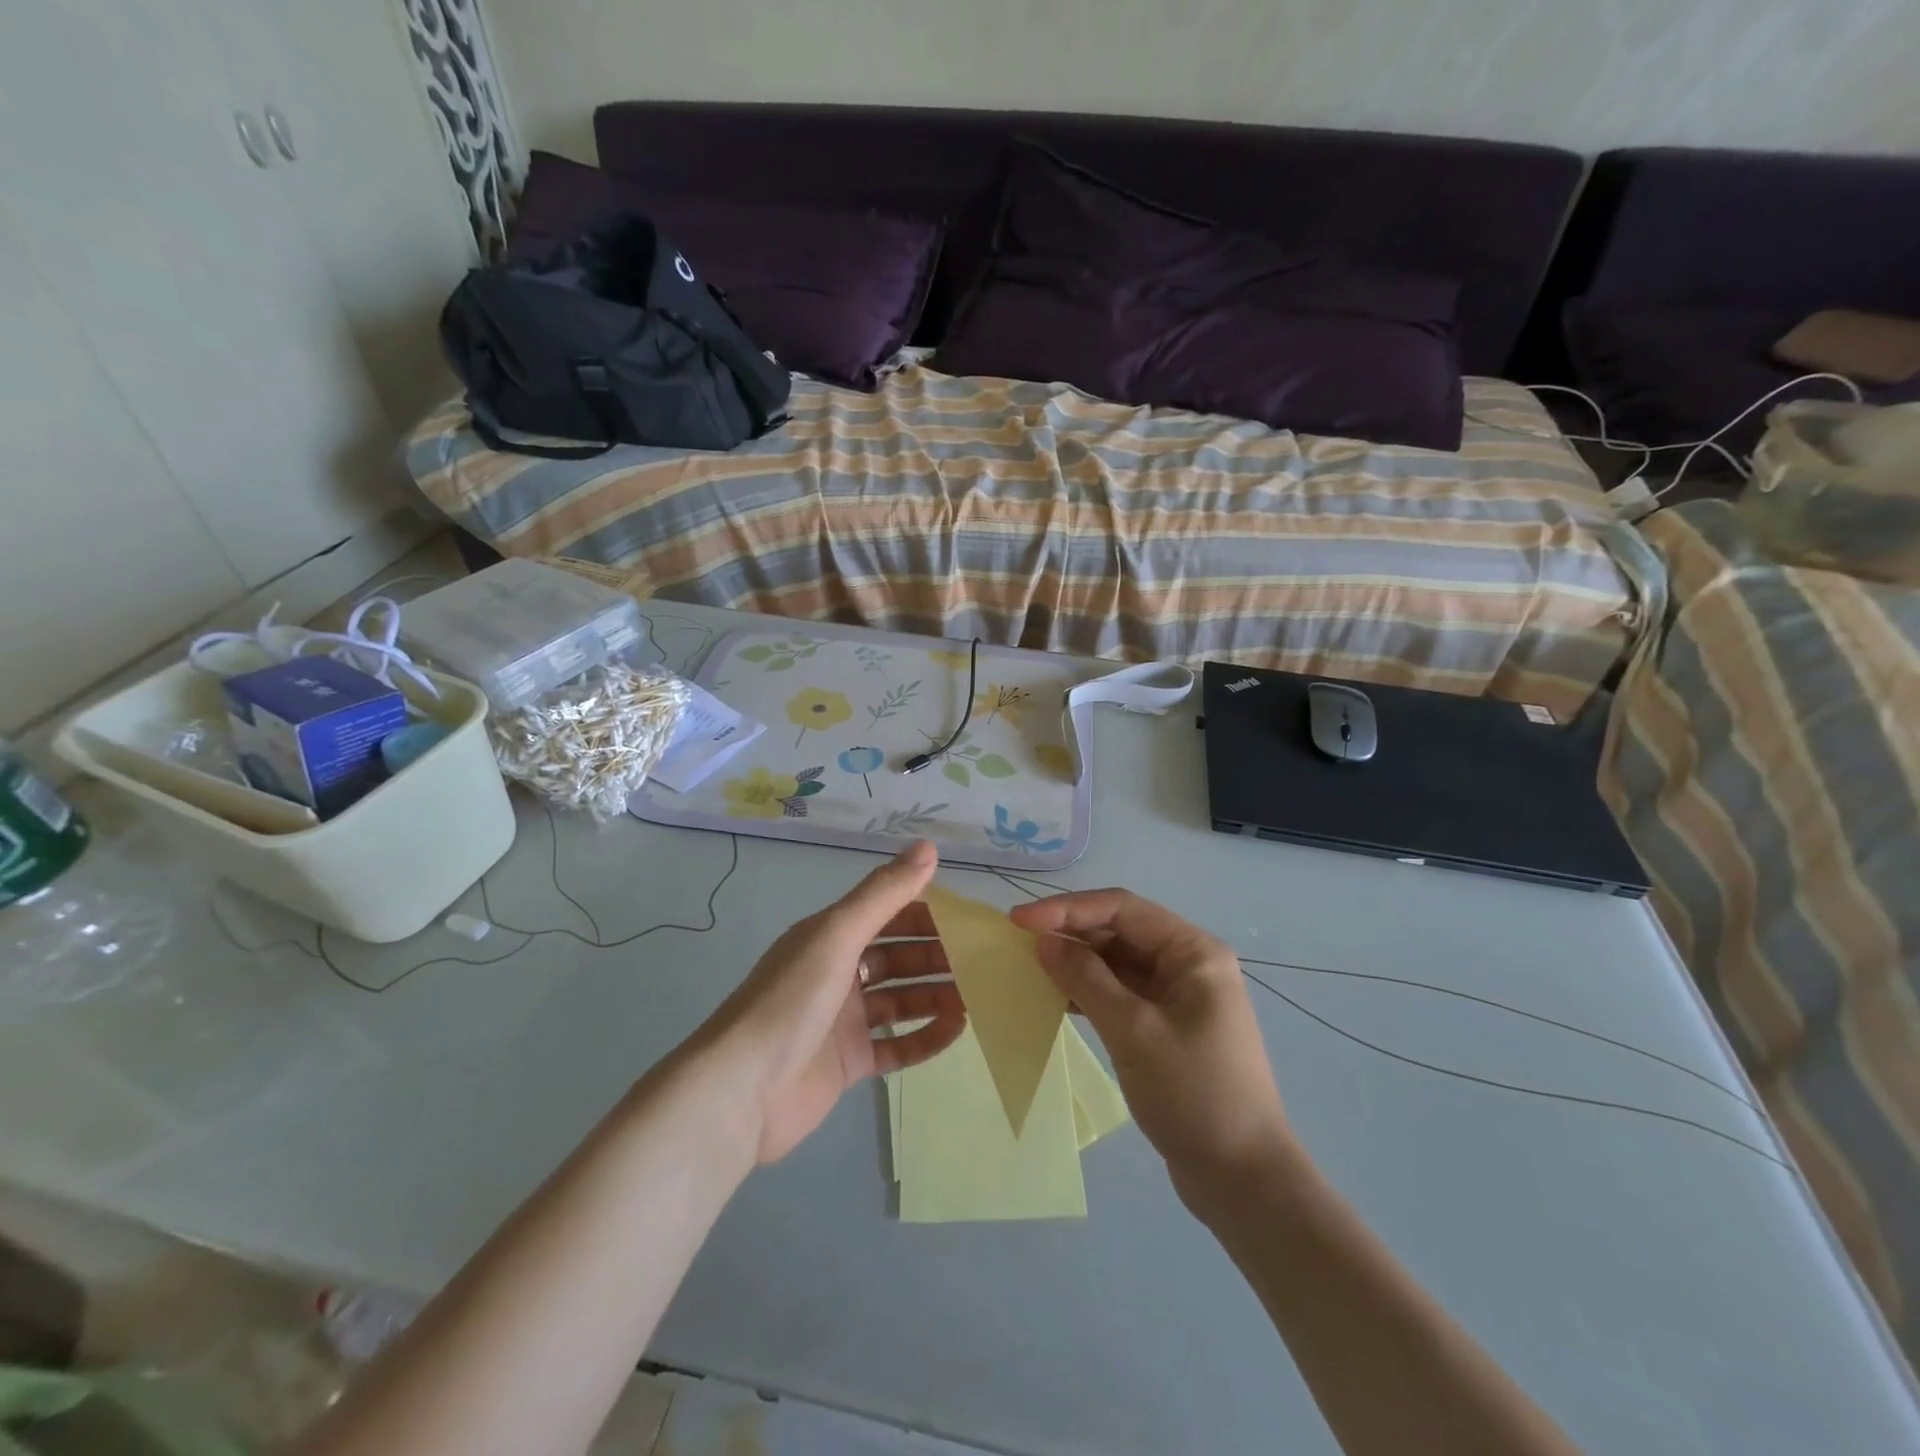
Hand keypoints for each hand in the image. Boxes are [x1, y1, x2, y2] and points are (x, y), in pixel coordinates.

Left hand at [706, 841, 965, 1163]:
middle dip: (937, 955)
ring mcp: (842, 1020)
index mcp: (830, 937)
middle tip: (981, 960)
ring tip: (979, 995)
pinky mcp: (848, 1063)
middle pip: (897, 956)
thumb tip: (928, 846)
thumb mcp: (837, 936)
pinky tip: (958, 1030)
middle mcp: (837, 973)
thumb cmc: (791, 1002)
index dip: (925, 911)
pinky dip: (926, 1036)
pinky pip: (897, 1044)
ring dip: (936, 994)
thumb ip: (884, 893)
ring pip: (900, 999)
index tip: (967, 917)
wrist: (740, 1092)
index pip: (887, 914)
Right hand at [1009, 889, 1294, 1210]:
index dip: (1068, 909)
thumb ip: (1086, 980)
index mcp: (1193, 951)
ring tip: (1029, 965)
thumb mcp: (1134, 1032)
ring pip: (1117, 962)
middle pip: (1119, 931)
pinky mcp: (1165, 1026)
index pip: (1122, 909)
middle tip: (1017, 942)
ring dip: (1076, 962)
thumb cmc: (1195, 1095)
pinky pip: (1120, 992)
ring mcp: (1178, 995)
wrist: (1244, 1181)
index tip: (1019, 921)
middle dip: (1070, 932)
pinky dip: (1088, 991)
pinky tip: (1055, 997)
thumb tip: (1045, 941)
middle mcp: (1187, 963)